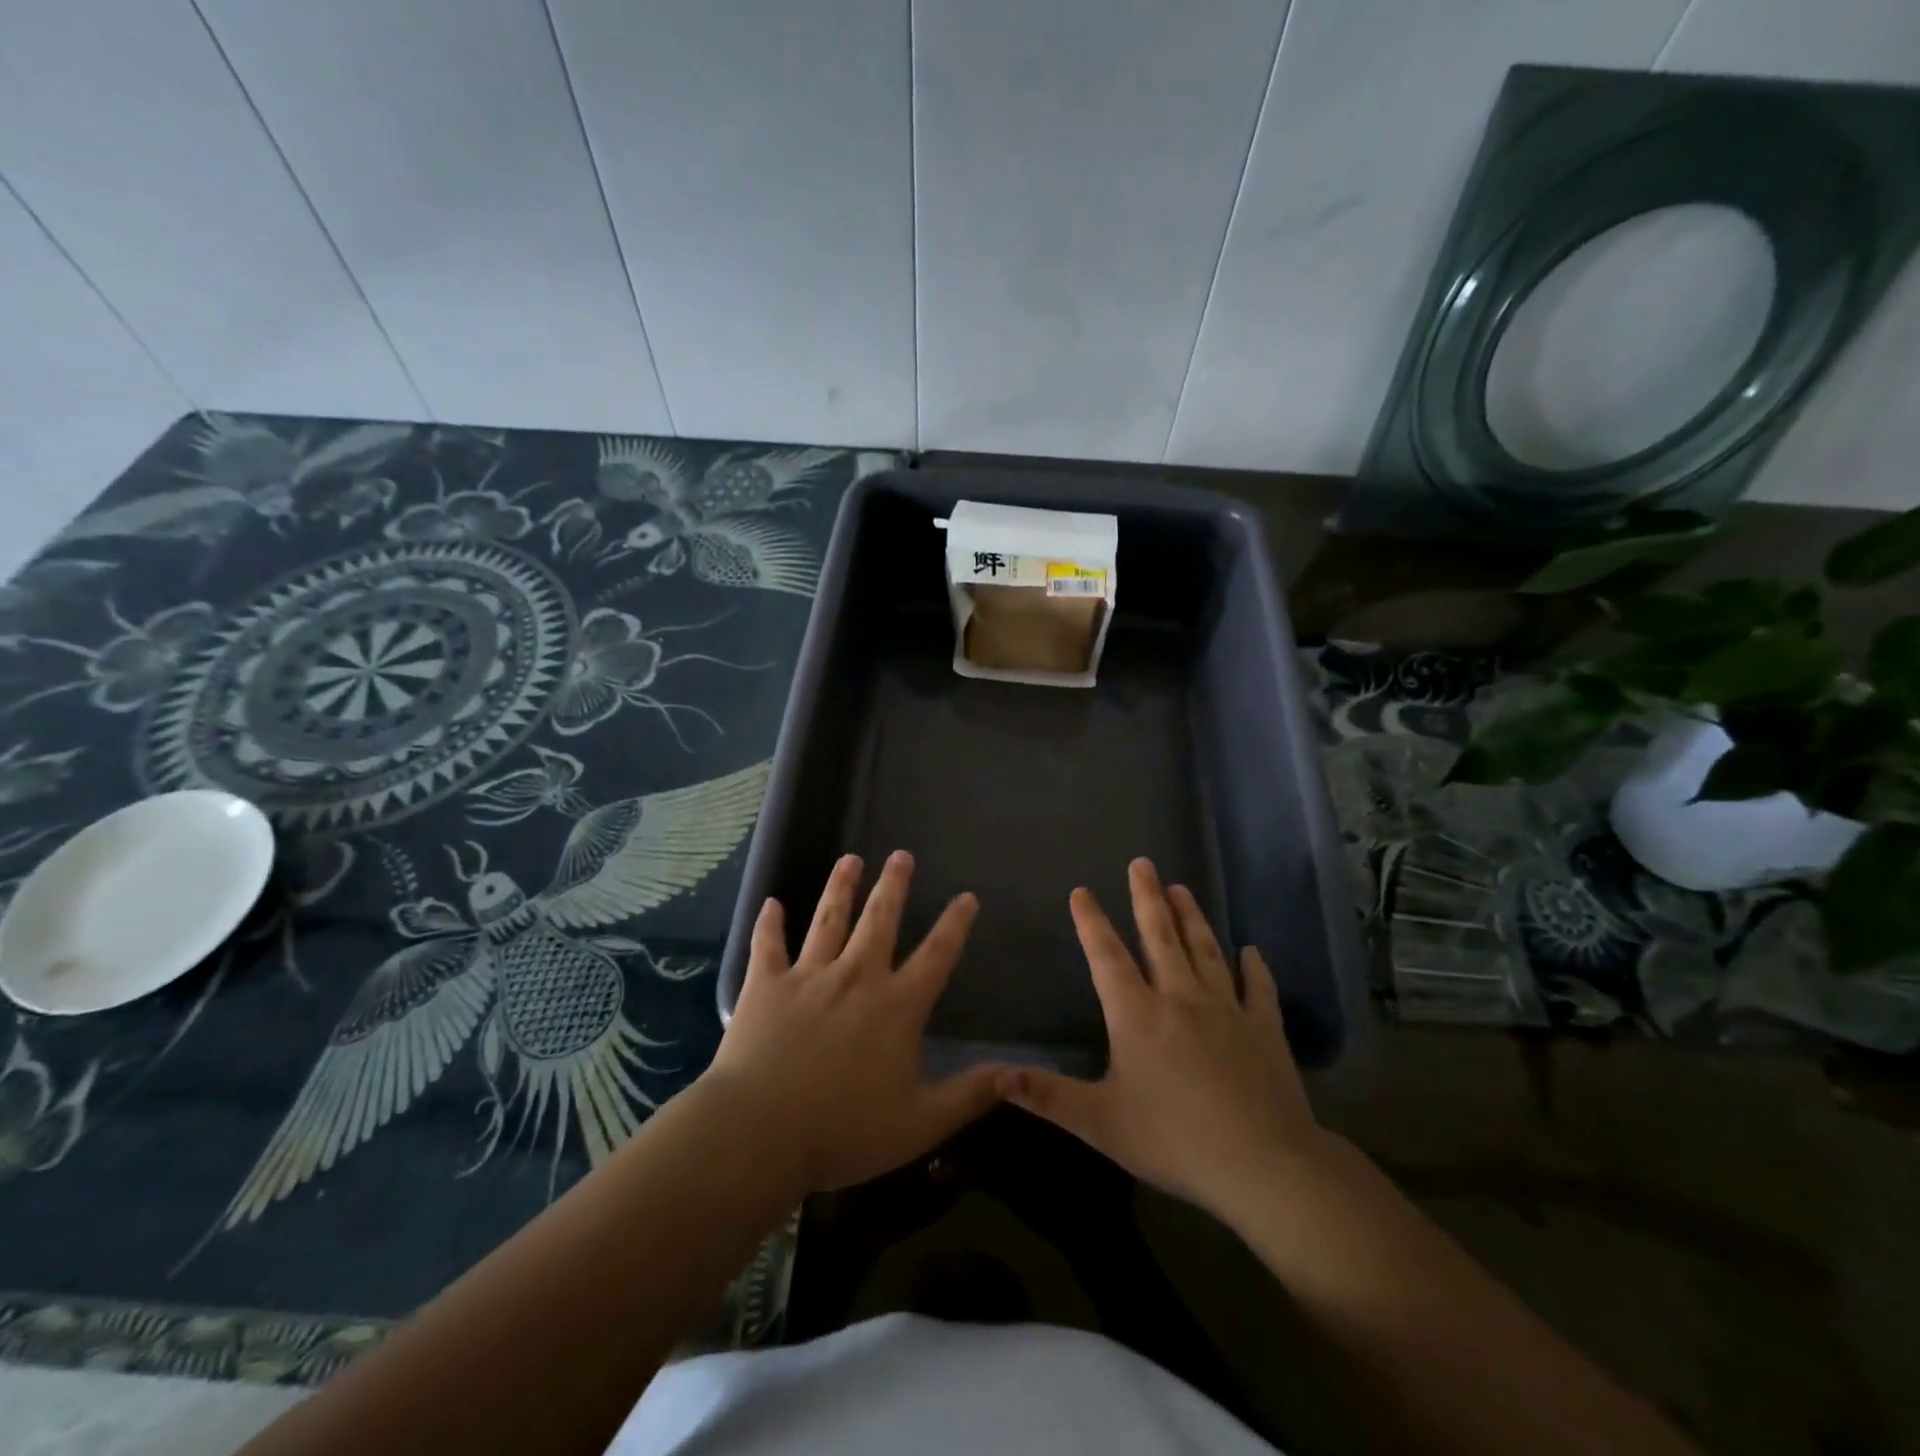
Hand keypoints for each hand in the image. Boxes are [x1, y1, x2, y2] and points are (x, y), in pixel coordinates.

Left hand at [700, 850, 1004, 1195]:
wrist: (758, 1132)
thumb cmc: (842, 1131)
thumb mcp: (919, 1124)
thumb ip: (969, 1095)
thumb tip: (1016, 1073)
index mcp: (897, 1006)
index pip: (936, 954)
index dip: (954, 924)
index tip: (966, 897)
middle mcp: (856, 976)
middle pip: (880, 919)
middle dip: (893, 885)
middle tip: (900, 855)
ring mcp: (809, 976)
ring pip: (828, 920)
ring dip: (840, 887)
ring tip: (849, 859)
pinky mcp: (765, 985)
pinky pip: (768, 946)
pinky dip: (769, 924)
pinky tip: (771, 903)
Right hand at [1006, 858, 1326, 1224]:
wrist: (1264, 1164)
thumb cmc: (1175, 1140)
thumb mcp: (1101, 1123)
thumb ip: (1048, 1096)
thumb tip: (995, 1077)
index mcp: (1137, 1015)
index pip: (1107, 957)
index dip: (1091, 922)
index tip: (1082, 891)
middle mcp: (1180, 998)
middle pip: (1161, 936)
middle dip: (1148, 897)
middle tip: (1142, 863)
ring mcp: (1226, 1009)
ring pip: (1205, 950)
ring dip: (1192, 917)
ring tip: (1182, 888)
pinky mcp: (1264, 1027)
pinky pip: (1258, 988)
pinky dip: (1255, 967)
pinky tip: (1252, 951)